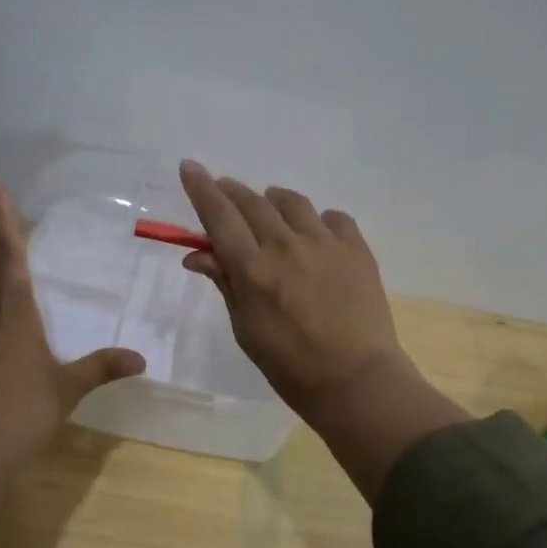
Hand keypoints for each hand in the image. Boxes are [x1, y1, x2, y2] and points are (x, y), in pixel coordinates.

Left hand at [0, 183, 144, 527]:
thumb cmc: (19, 411)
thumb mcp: (66, 388)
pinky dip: (1, 320)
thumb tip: (139, 359)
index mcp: (12, 313)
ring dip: (5, 288)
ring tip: (27, 284)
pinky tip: (17, 340)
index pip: (8, 256)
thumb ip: (100, 368)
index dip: (3, 221)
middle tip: (24, 232)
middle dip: (8, 251)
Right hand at [178, 161, 465, 499]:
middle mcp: (286, 245)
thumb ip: (225, 283)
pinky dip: (319, 220)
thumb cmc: (290, 366)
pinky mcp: (356, 249)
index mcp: (253, 269)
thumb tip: (197, 253)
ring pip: (292, 202)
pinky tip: (317, 233)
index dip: (201, 188)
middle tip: (223, 188)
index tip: (190, 166)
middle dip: (232, 190)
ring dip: (273, 199)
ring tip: (270, 207)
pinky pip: (334, 218)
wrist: (357, 381)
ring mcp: (325, 243)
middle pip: (252, 202)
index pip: (219, 216)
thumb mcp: (246, 329)